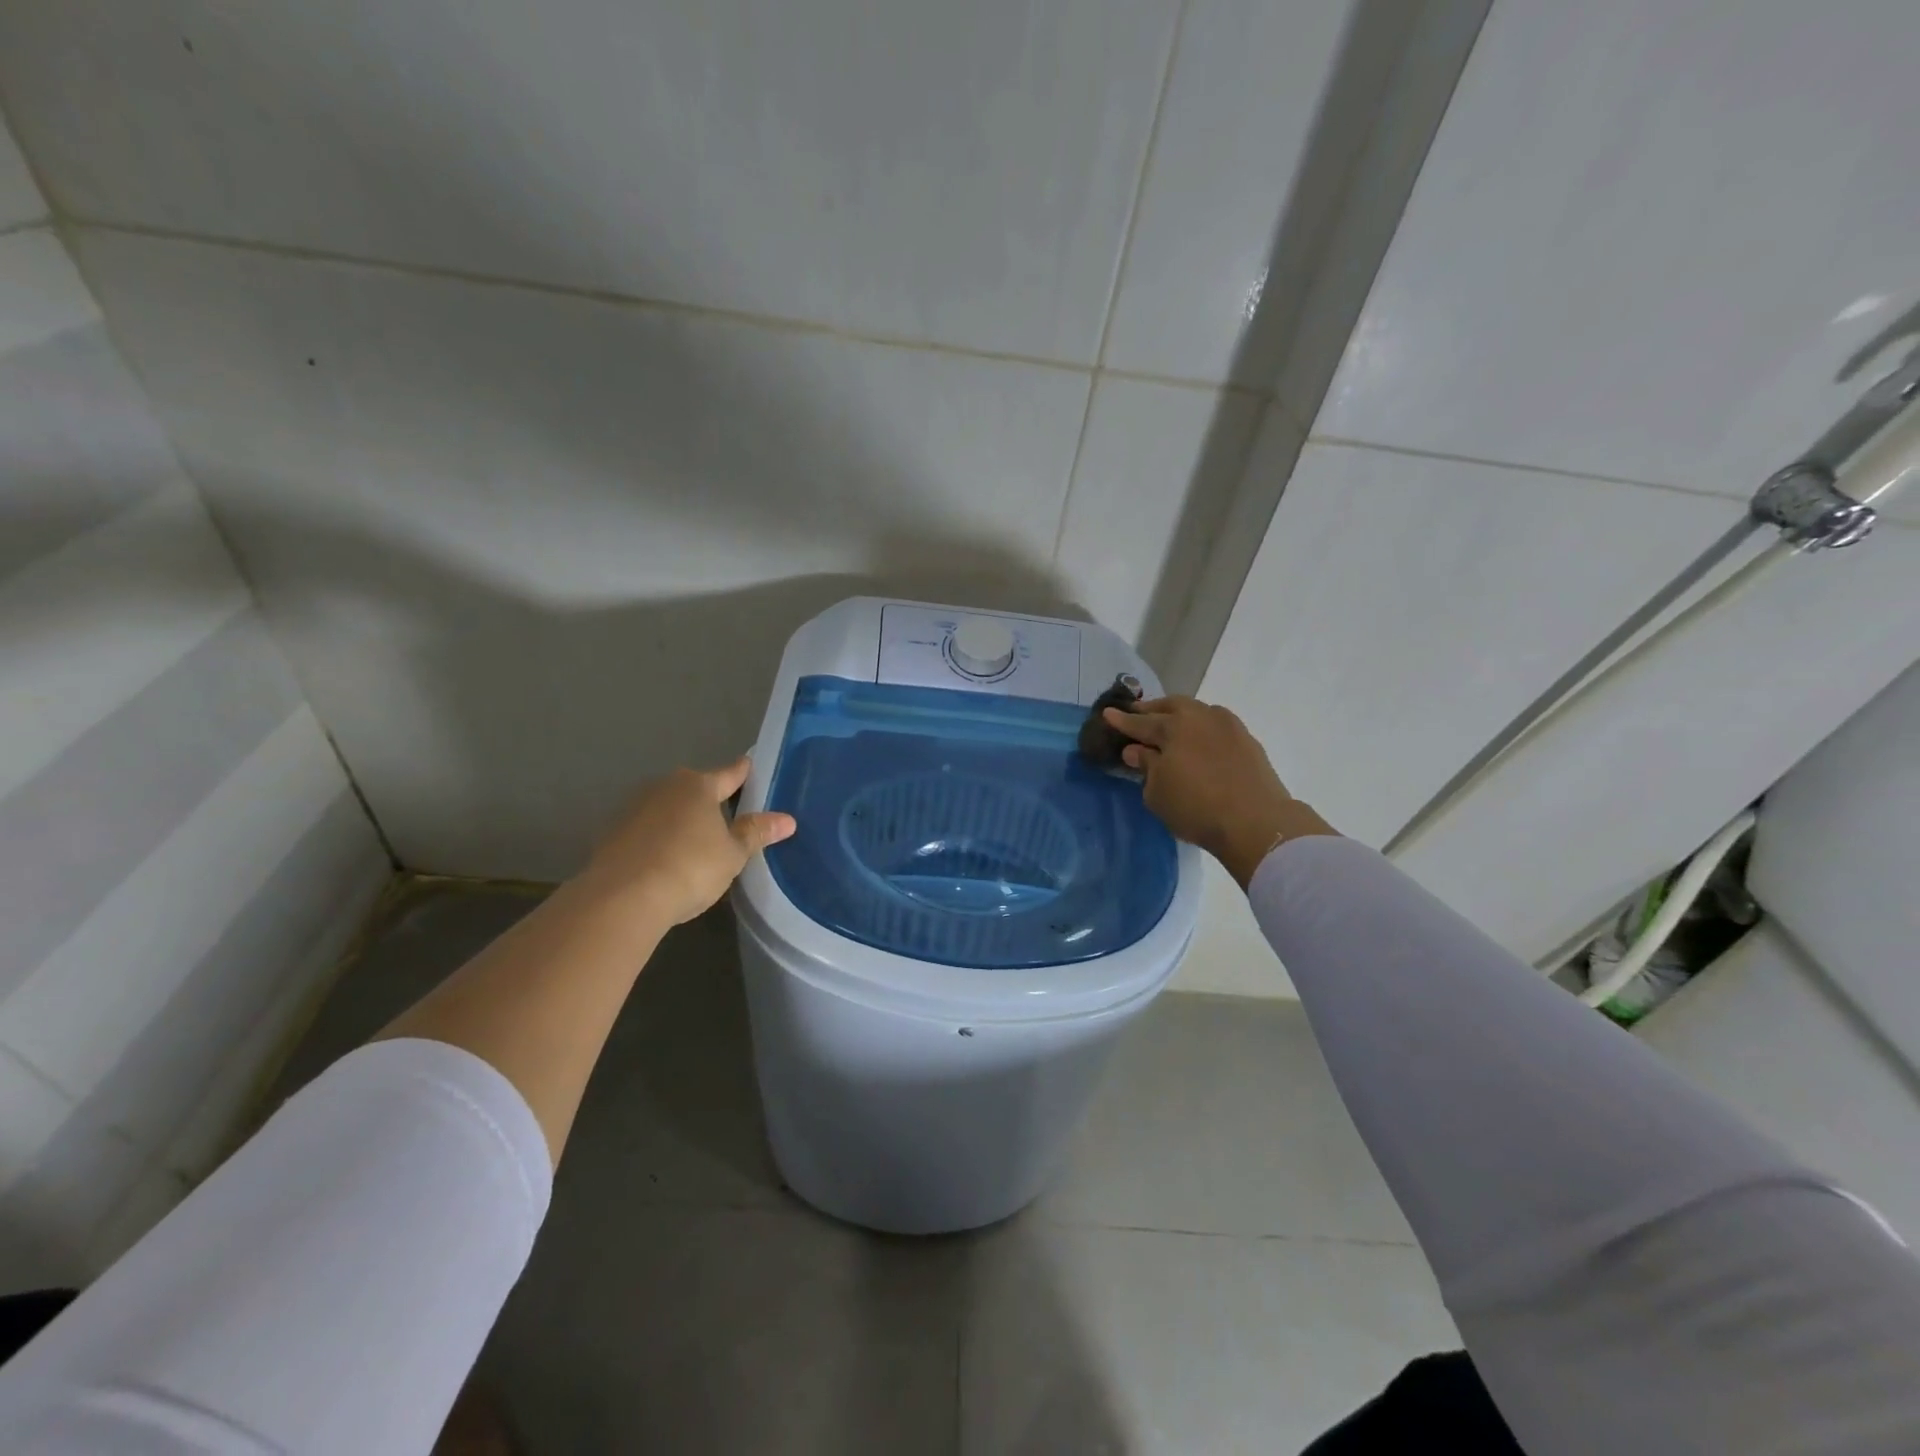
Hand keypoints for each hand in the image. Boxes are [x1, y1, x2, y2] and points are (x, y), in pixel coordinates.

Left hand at [576, 757, 795, 924]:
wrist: (621, 898)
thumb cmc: (689, 867)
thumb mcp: (732, 854)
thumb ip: (756, 833)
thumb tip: (787, 819)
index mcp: (699, 786)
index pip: (730, 773)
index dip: (743, 772)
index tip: (750, 766)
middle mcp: (665, 787)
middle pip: (696, 788)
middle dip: (710, 799)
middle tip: (728, 816)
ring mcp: (635, 808)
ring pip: (669, 807)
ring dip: (682, 819)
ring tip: (697, 841)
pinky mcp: (614, 833)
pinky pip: (648, 829)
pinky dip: (659, 838)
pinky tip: (667, 859)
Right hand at [1103, 697, 1335, 886]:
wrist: (1256, 822)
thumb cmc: (1196, 808)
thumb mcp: (1157, 793)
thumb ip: (1146, 766)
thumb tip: (1137, 749)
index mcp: (1172, 727)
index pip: (1140, 722)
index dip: (1122, 720)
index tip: (1107, 713)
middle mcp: (1200, 717)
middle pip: (1171, 706)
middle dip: (1152, 709)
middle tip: (1139, 714)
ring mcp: (1228, 725)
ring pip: (1197, 711)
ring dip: (1180, 714)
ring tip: (1170, 725)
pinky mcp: (1247, 739)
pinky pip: (1216, 724)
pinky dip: (1202, 727)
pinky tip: (1199, 739)